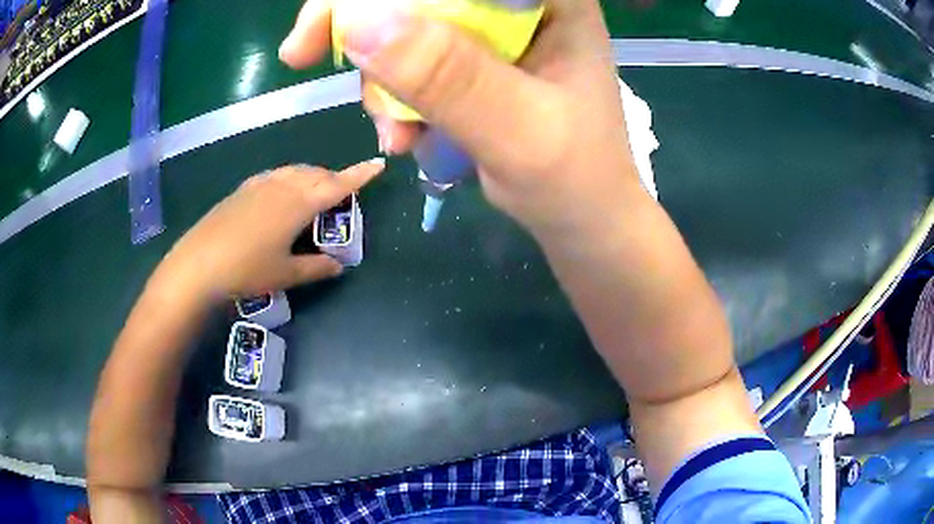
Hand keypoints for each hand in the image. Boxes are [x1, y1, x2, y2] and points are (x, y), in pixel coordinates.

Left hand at [158, 160, 384, 300]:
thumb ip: (316, 267)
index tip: (378, 164)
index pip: (337, 185)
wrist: (199, 264)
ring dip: (312, 176)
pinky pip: (276, 176)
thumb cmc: (247, 269)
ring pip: (295, 171)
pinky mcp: (243, 189)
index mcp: (298, 204)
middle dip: (334, 178)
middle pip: (316, 174)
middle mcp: (282, 186)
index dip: (360, 175)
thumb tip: (337, 265)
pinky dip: (289, 179)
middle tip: (344, 191)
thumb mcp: (286, 274)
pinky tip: (282, 193)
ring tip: (316, 191)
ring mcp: (260, 185)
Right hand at [280, 0, 641, 239]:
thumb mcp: (519, 132)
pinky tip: (405, 134)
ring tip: (396, 133)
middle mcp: (520, 4)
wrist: (584, 222)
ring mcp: (496, 34)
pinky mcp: (476, 63)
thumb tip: (359, 22)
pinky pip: (413, 59)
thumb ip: (449, 77)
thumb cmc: (577, 183)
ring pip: (407, 24)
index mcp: (550, 1)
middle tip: (304, 55)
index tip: (328, 20)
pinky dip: (394, 94)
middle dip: (364, 24)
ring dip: (381, 76)